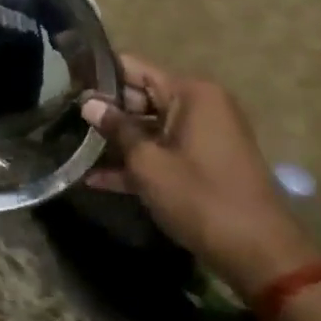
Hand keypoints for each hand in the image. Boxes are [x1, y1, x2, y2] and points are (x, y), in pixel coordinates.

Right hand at [80, 58, 319, 297]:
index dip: (99, 73)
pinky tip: (96, 179)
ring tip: (72, 145)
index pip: (135, 67)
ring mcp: (202, 135)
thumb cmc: (200, 197)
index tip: (66, 78)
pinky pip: (163, 151)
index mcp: (191, 93)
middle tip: (62, 116)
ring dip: (116, 140)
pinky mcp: (203, 162)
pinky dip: (137, 162)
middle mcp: (199, 105)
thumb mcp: (149, 163)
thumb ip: (117, 129)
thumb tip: (89, 104)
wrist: (258, 253)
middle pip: (141, 96)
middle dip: (105, 110)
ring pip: (149, 127)